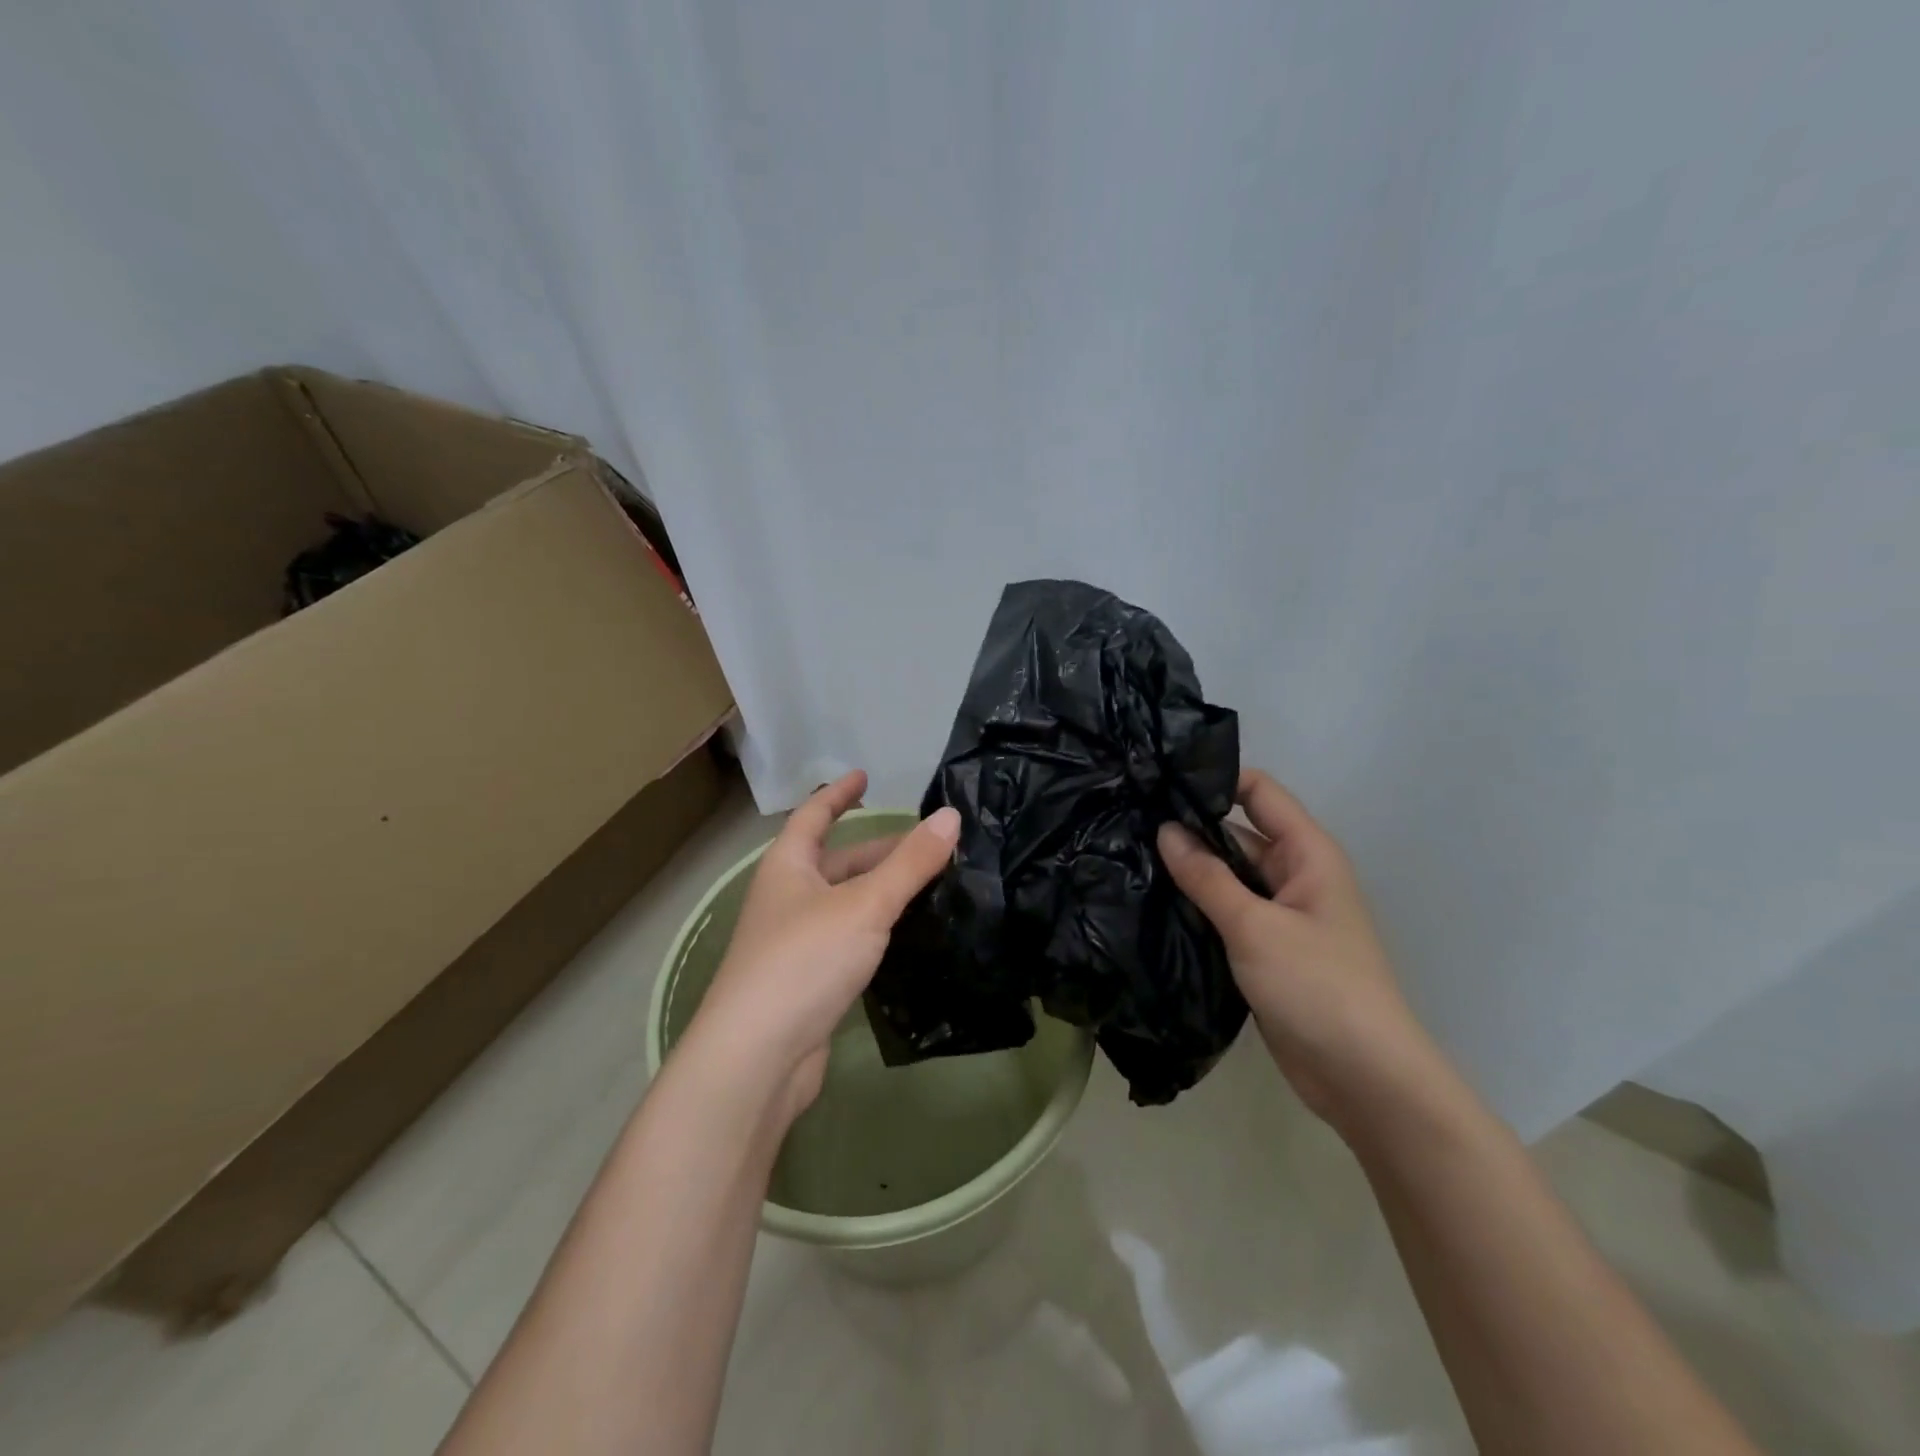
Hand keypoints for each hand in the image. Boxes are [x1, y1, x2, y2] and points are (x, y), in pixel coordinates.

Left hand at [680, 771, 960, 1126]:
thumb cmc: (804, 961)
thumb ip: (910, 863)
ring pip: (845, 903)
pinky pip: (847, 940)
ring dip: (881, 891)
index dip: (839, 793)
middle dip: (879, 851)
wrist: (757, 1058)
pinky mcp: (808, 982)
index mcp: (788, 867)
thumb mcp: (865, 904)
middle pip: (837, 862)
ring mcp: (794, 942)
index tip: (865, 775)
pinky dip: (875, 929)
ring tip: (929, 885)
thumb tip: (951, 816)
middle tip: (929, 846)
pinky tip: (905, 936)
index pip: (813, 815)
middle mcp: (787, 898)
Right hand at [1158, 769, 1437, 1135]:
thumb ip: (1206, 876)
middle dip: (1189, 827)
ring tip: (1127, 854)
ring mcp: (1280, 914)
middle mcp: (1295, 875)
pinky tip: (1151, 901)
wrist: (1363, 1078)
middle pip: (1237, 833)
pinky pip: (1226, 912)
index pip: (1259, 792)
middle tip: (1128, 821)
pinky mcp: (1265, 948)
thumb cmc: (1318, 987)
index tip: (1160, 781)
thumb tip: (1164, 829)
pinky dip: (1196, 906)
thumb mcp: (1255, 925)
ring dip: (1188, 870)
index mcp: (1307, 853)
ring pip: (1227, 876)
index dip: (1214, 779)